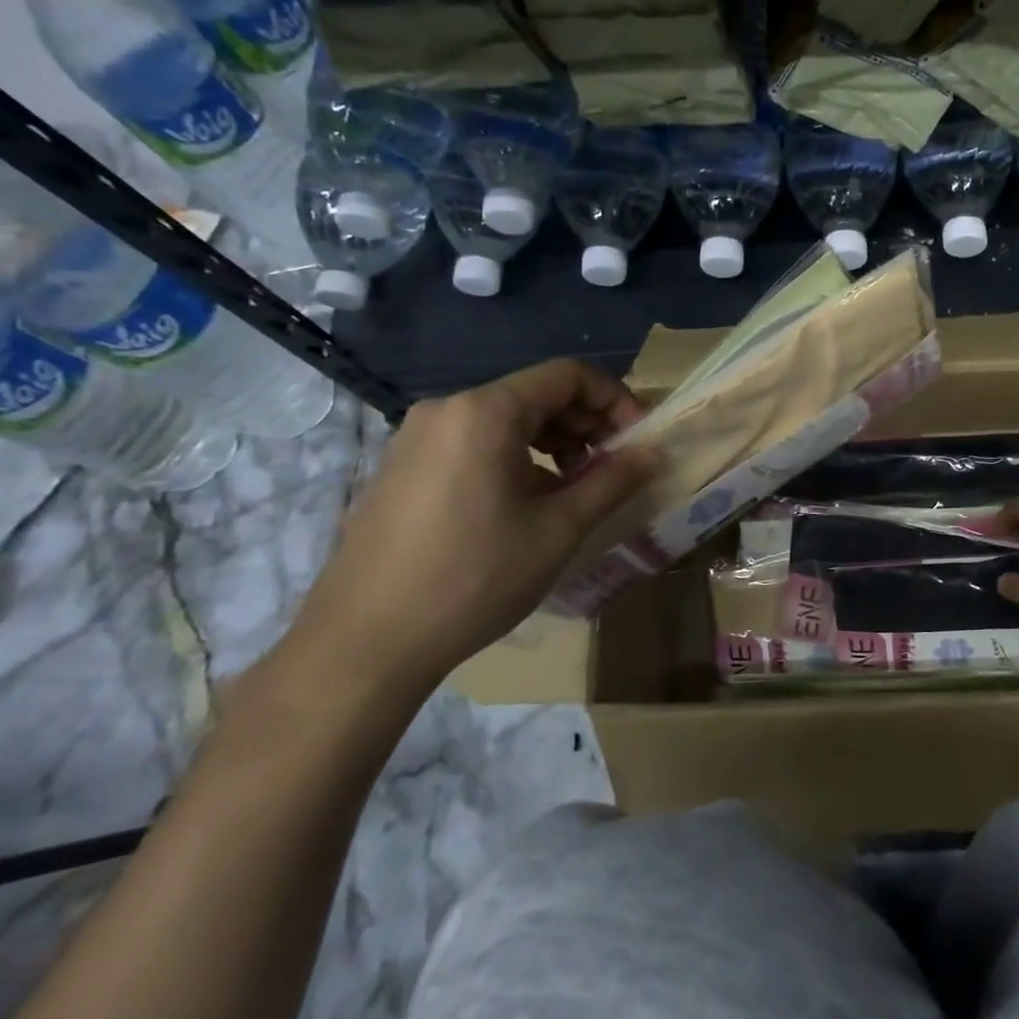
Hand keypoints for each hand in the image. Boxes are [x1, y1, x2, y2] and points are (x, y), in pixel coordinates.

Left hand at [285, 361, 657, 692]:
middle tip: (615, 469)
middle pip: (536, 394)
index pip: (568, 376)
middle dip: (587, 425)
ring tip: (576, 491)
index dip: (615, 400)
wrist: (365, 643)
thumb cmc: (475, 579)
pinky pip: (474, 444)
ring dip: (554, 444)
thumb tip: (654, 451)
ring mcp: (416, 437)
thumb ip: (613, 481)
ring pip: (505, 421)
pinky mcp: (402, 467)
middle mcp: (447, 409)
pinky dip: (516, 459)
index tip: (639, 440)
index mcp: (486, 412)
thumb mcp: (559, 529)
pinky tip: (527, 506)